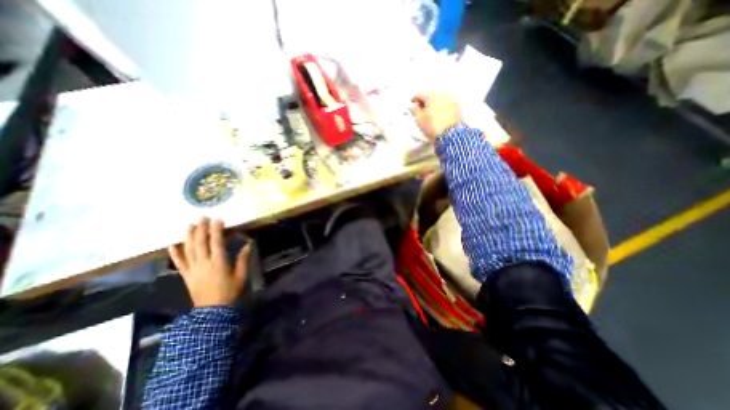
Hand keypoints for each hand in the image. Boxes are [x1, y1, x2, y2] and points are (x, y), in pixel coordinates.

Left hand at [170, 218, 252, 307]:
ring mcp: (192, 269)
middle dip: (201, 229)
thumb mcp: (241, 275)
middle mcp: (203, 263)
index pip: (216, 242)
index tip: (218, 219)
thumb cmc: (230, 291)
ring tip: (189, 225)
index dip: (216, 230)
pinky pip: (179, 263)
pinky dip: (175, 254)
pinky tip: (172, 245)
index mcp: (218, 263)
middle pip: (200, 243)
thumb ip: (243, 259)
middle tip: (202, 217)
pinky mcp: (186, 276)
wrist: (212, 311)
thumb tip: (248, 244)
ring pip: (188, 250)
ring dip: (188, 237)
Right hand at [410, 93, 460, 140]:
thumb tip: (413, 106)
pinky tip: (437, 113)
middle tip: (420, 108)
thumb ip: (414, 111)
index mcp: (432, 96)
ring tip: (429, 112)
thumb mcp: (419, 120)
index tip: (411, 103)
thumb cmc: (432, 126)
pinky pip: (445, 104)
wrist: (451, 134)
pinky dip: (440, 107)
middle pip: (431, 95)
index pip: (420, 94)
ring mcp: (451, 100)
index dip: (414, 98)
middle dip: (425, 101)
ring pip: (439, 99)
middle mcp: (442, 94)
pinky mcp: (457, 107)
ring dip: (433, 104)